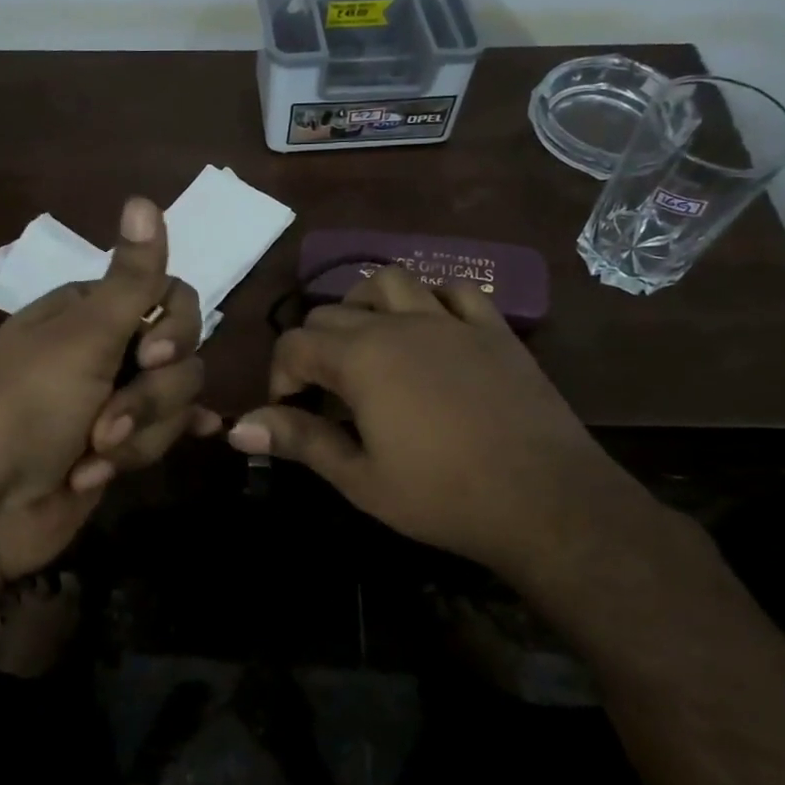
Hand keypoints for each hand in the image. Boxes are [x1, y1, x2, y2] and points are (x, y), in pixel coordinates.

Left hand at [0, 197, 219, 582]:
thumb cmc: (25, 407)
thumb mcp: (82, 337)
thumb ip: (129, 277)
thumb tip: (144, 197)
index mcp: (90, 311)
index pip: (168, 294)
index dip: (176, 325)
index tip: (155, 353)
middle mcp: (106, 349)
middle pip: (179, 353)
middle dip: (149, 397)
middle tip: (106, 423)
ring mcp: (114, 400)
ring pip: (174, 401)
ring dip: (137, 435)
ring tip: (93, 458)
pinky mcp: (120, 446)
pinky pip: (165, 434)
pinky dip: (165, 439)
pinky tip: (203, 436)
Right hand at [225, 266, 657, 587]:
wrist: (548, 502)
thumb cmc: (443, 496)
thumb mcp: (359, 477)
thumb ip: (298, 441)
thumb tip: (235, 429)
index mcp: (361, 357)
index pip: (295, 344)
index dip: (281, 378)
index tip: (291, 415)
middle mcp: (399, 324)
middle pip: (333, 311)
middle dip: (314, 347)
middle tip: (325, 395)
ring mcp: (450, 321)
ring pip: (390, 282)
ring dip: (365, 305)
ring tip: (366, 343)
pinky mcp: (494, 329)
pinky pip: (455, 291)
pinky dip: (431, 301)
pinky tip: (430, 330)